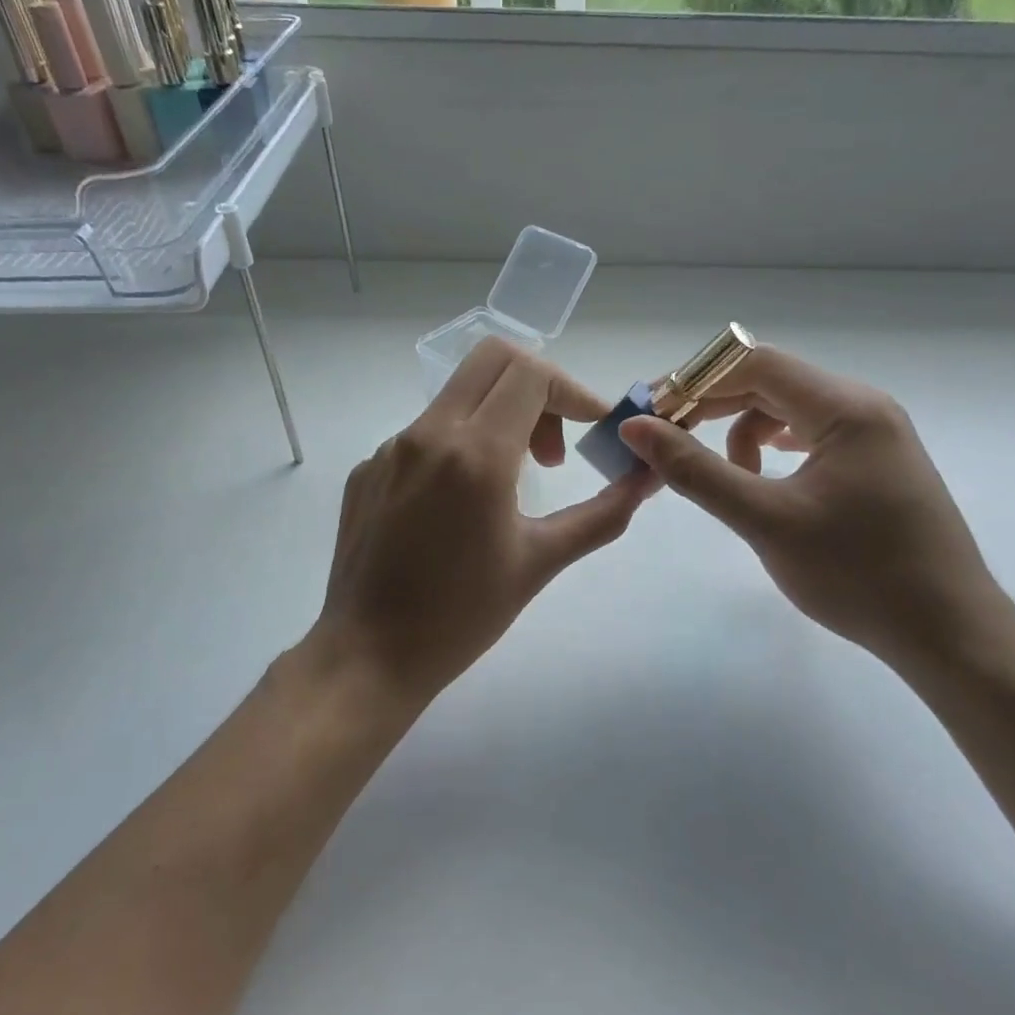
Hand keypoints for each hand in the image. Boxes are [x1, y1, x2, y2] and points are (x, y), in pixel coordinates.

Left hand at [310, 339, 651, 707]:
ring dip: (498, 418)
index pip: (531, 374)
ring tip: (512, 485)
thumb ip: (602, 514)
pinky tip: (460, 508)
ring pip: (457, 396)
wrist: (370, 655)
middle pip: (492, 359)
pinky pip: (424, 434)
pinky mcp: (368, 469)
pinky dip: (459, 447)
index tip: (592, 430)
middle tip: (552, 448)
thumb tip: (646, 480)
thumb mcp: (541, 561)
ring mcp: (390, 449)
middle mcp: (427, 434)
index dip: (573, 391)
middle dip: (538, 388)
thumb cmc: (463, 615)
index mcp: (475, 453)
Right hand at [620, 347, 1011, 669]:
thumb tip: (637, 428)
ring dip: (741, 429)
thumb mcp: (765, 520)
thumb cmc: (857, 575)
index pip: (754, 363)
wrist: (947, 632)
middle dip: (712, 405)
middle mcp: (863, 406)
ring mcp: (874, 434)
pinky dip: (771, 447)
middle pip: (770, 380)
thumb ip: (696, 471)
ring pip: (787, 408)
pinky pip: (809, 434)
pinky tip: (759, 475)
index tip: (652, 415)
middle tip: (665, 440)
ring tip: (723, 474)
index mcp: (845, 408)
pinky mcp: (875, 461)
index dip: (695, 382)